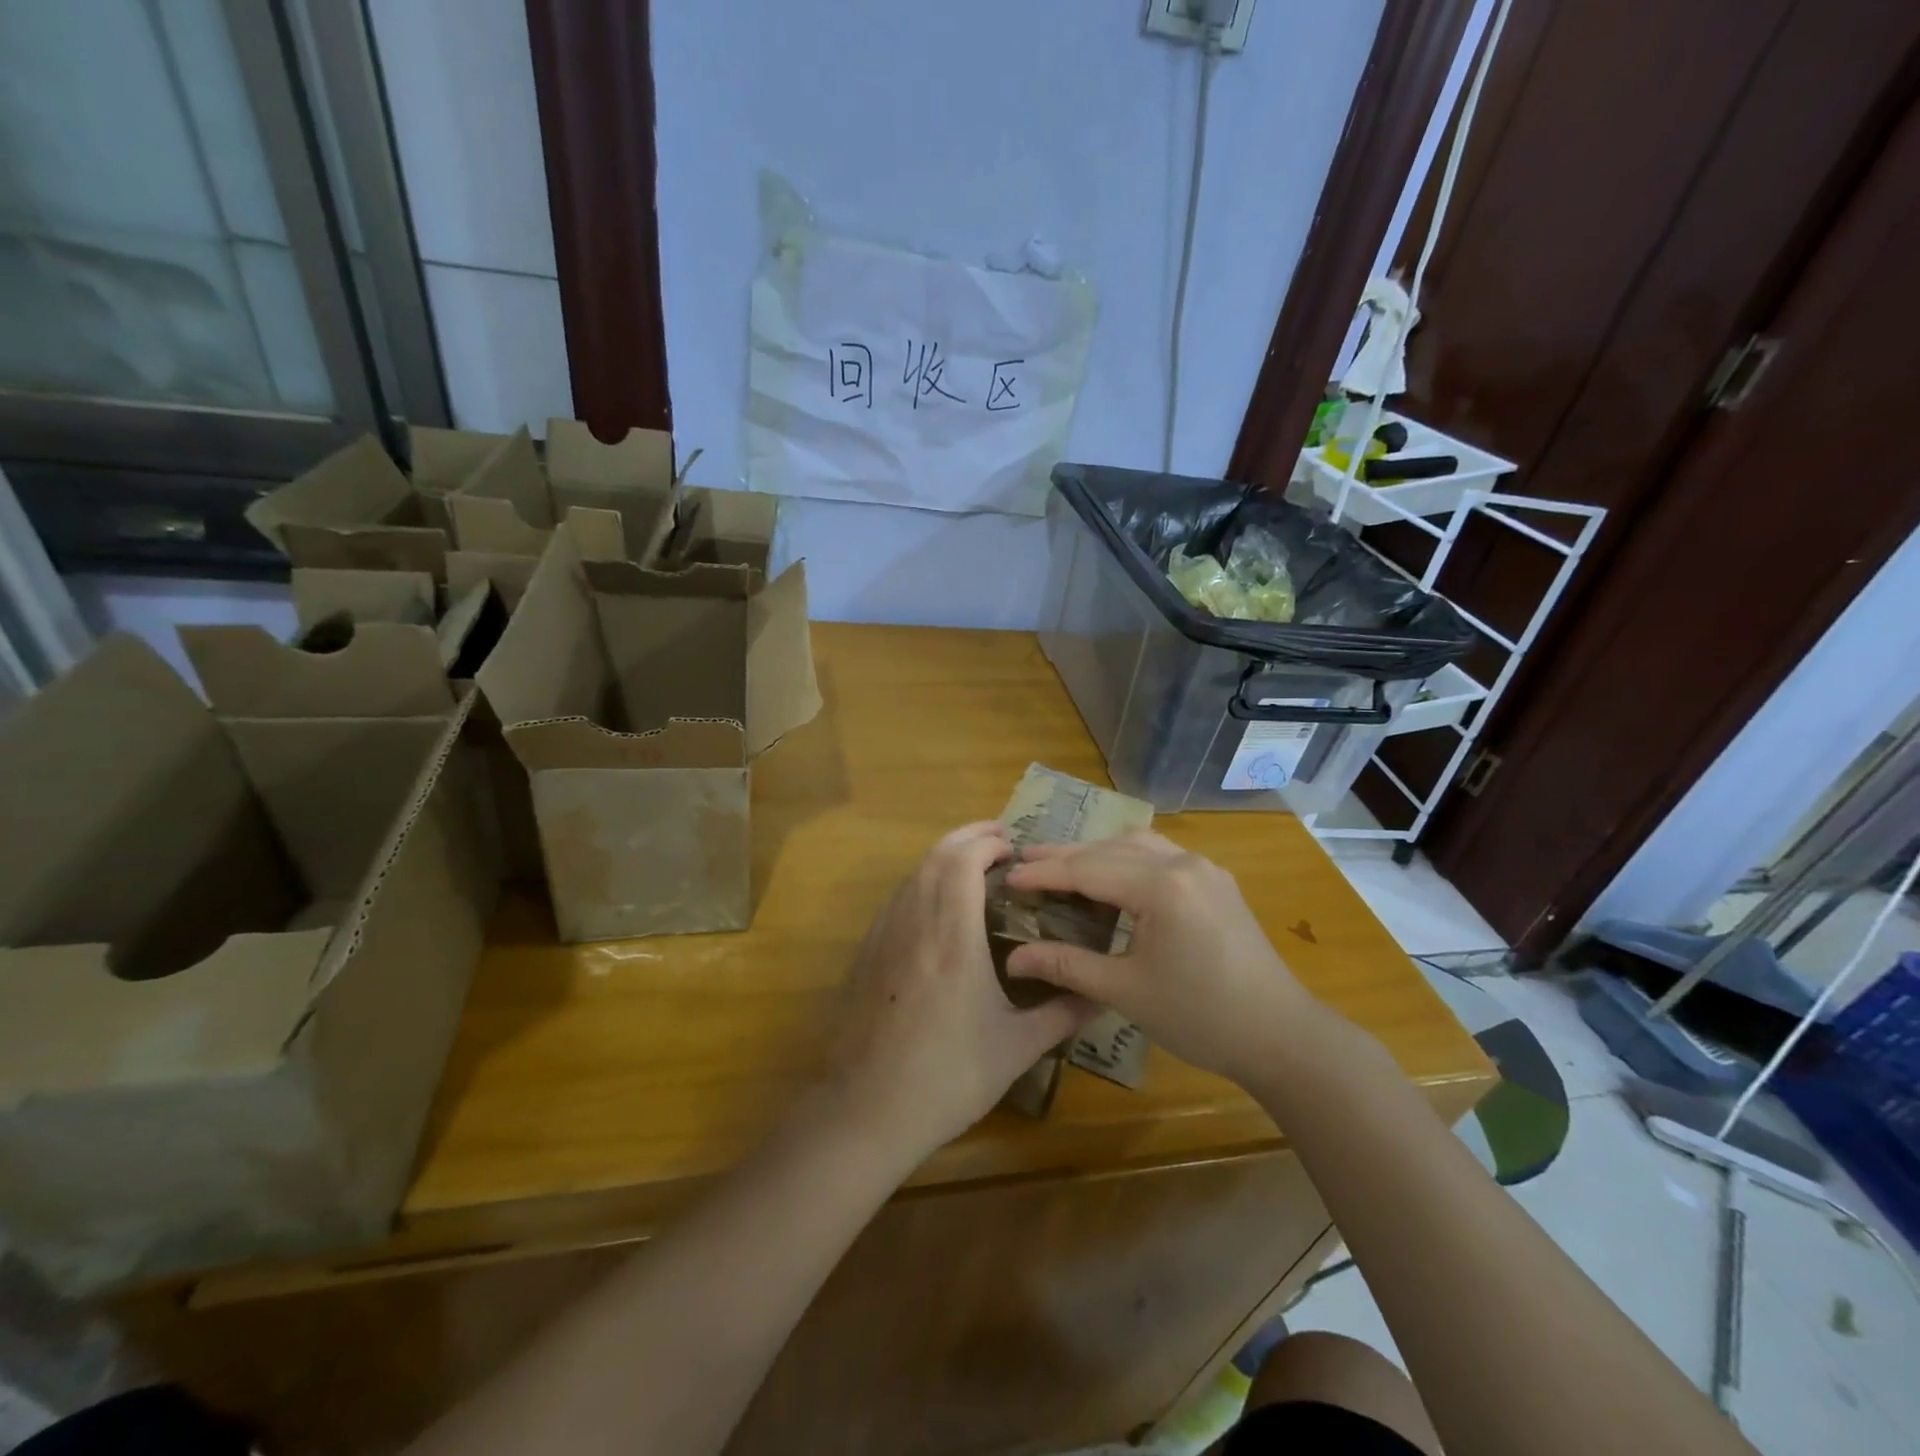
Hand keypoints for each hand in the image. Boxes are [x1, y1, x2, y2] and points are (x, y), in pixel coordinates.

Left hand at [818, 823, 1094, 1161]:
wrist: (865, 1110)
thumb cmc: (947, 1077)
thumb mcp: (1015, 1048)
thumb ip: (1062, 1014)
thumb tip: (1102, 994)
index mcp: (953, 937)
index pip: (963, 861)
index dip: (987, 842)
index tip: (1013, 848)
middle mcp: (915, 922)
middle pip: (935, 857)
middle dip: (966, 837)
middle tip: (998, 841)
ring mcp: (884, 935)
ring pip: (913, 875)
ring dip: (943, 858)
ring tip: (973, 867)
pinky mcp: (866, 953)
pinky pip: (898, 899)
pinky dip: (922, 883)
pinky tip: (938, 908)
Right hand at [1003, 831, 1315, 1089]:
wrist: (1281, 1035)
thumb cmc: (1200, 1017)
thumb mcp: (1125, 991)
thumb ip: (1067, 965)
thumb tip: (1014, 957)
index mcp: (1161, 886)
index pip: (1088, 869)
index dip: (1044, 873)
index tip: (1008, 876)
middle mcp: (1183, 863)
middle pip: (1110, 849)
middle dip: (1065, 856)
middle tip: (1023, 861)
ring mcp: (1204, 869)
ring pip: (1136, 845)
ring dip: (1097, 852)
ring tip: (1062, 866)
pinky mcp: (1216, 882)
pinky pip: (1160, 855)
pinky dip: (1126, 859)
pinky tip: (1113, 876)